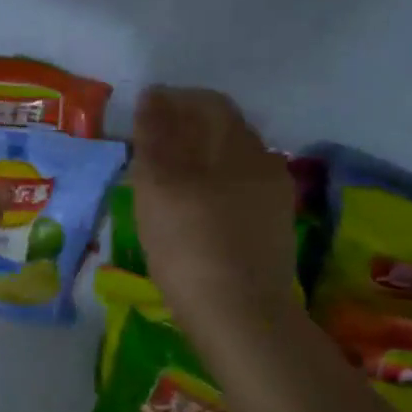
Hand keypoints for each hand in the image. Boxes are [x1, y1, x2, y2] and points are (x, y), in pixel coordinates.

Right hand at [129, 86, 298, 333]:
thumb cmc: (191, 246)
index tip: (140, 118)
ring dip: (196, 163)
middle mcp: (263, 164)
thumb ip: (156, 137)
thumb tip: (154, 95)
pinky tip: (189, 215)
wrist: (241, 317)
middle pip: (223, 133)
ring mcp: (271, 201)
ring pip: (229, 166)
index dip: (173, 102)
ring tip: (162, 185)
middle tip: (146, 152)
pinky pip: (236, 195)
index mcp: (239, 146)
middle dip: (184, 133)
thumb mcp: (160, 186)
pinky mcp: (269, 233)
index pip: (209, 104)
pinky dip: (209, 191)